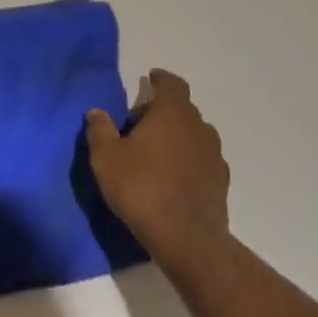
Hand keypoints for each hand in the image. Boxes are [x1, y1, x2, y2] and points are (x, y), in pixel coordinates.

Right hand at [85, 69, 229, 270]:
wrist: (186, 238)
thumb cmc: (141, 188)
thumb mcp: (106, 158)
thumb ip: (100, 130)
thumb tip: (96, 112)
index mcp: (172, 113)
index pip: (172, 84)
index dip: (160, 79)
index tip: (149, 79)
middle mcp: (198, 127)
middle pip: (182, 109)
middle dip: (163, 110)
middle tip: (139, 123)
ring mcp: (214, 154)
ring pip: (194, 134)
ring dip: (177, 136)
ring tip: (157, 151)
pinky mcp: (220, 181)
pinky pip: (202, 159)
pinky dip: (189, 159)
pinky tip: (174, 175)